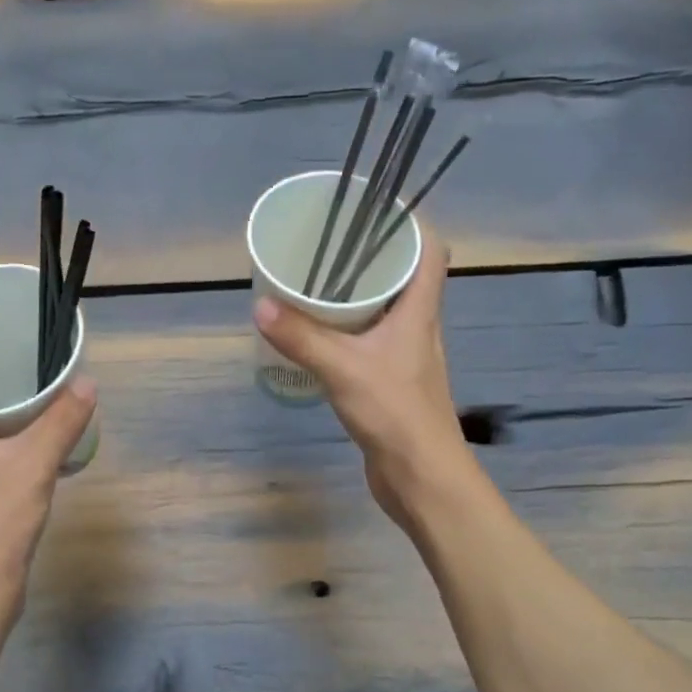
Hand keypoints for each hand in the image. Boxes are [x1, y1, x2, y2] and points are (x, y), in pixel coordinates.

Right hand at [254, 235, 471, 528]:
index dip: (408, 226)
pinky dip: (348, 336)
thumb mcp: (343, 368)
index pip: (431, 251)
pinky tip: (319, 342)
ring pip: (385, 314)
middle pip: (404, 279)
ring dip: (357, 300)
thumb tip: (260, 304)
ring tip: (316, 288)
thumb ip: (302, 336)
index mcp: (420, 311)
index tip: (370, 214)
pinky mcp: (392, 385)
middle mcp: (419, 329)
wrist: (422, 477)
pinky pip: (370, 346)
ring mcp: (407, 359)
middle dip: (369, 260)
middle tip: (328, 250)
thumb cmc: (394, 413)